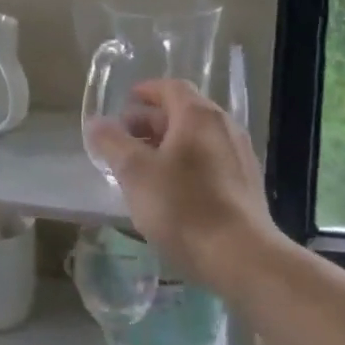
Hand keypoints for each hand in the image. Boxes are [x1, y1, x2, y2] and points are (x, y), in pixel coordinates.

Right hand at [87, 80, 278, 277]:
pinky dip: (186, 163)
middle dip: (151, 121)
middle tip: (124, 138)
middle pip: (184, 112)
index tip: (125, 102)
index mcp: (199, 117)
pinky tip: (170, 190)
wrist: (241, 257)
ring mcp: (240, 157)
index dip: (146, 91)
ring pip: (197, 139)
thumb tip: (97, 123)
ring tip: (141, 166)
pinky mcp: (246, 185)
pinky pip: (210, 161)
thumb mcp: (134, 172)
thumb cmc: (182, 207)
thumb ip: (112, 142)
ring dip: (167, 144)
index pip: (171, 88)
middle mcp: (225, 128)